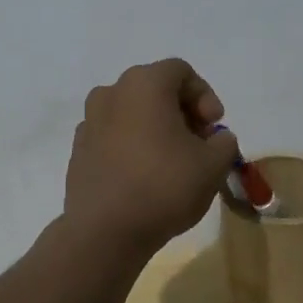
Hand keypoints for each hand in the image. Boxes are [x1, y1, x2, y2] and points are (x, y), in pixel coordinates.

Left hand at [63, 59, 240, 254]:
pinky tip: (143, 175)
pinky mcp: (78, 149)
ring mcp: (89, 121)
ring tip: (172, 160)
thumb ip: (224, 142)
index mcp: (144, 84)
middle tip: (198, 142)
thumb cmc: (164, 186)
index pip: (181, 71)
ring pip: (131, 112)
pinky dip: (132, 145)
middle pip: (154, 89)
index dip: (204, 95)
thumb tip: (217, 139)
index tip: (214, 126)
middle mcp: (111, 92)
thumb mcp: (213, 165)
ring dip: (155, 127)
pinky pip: (113, 135)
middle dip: (181, 111)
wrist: (105, 231)